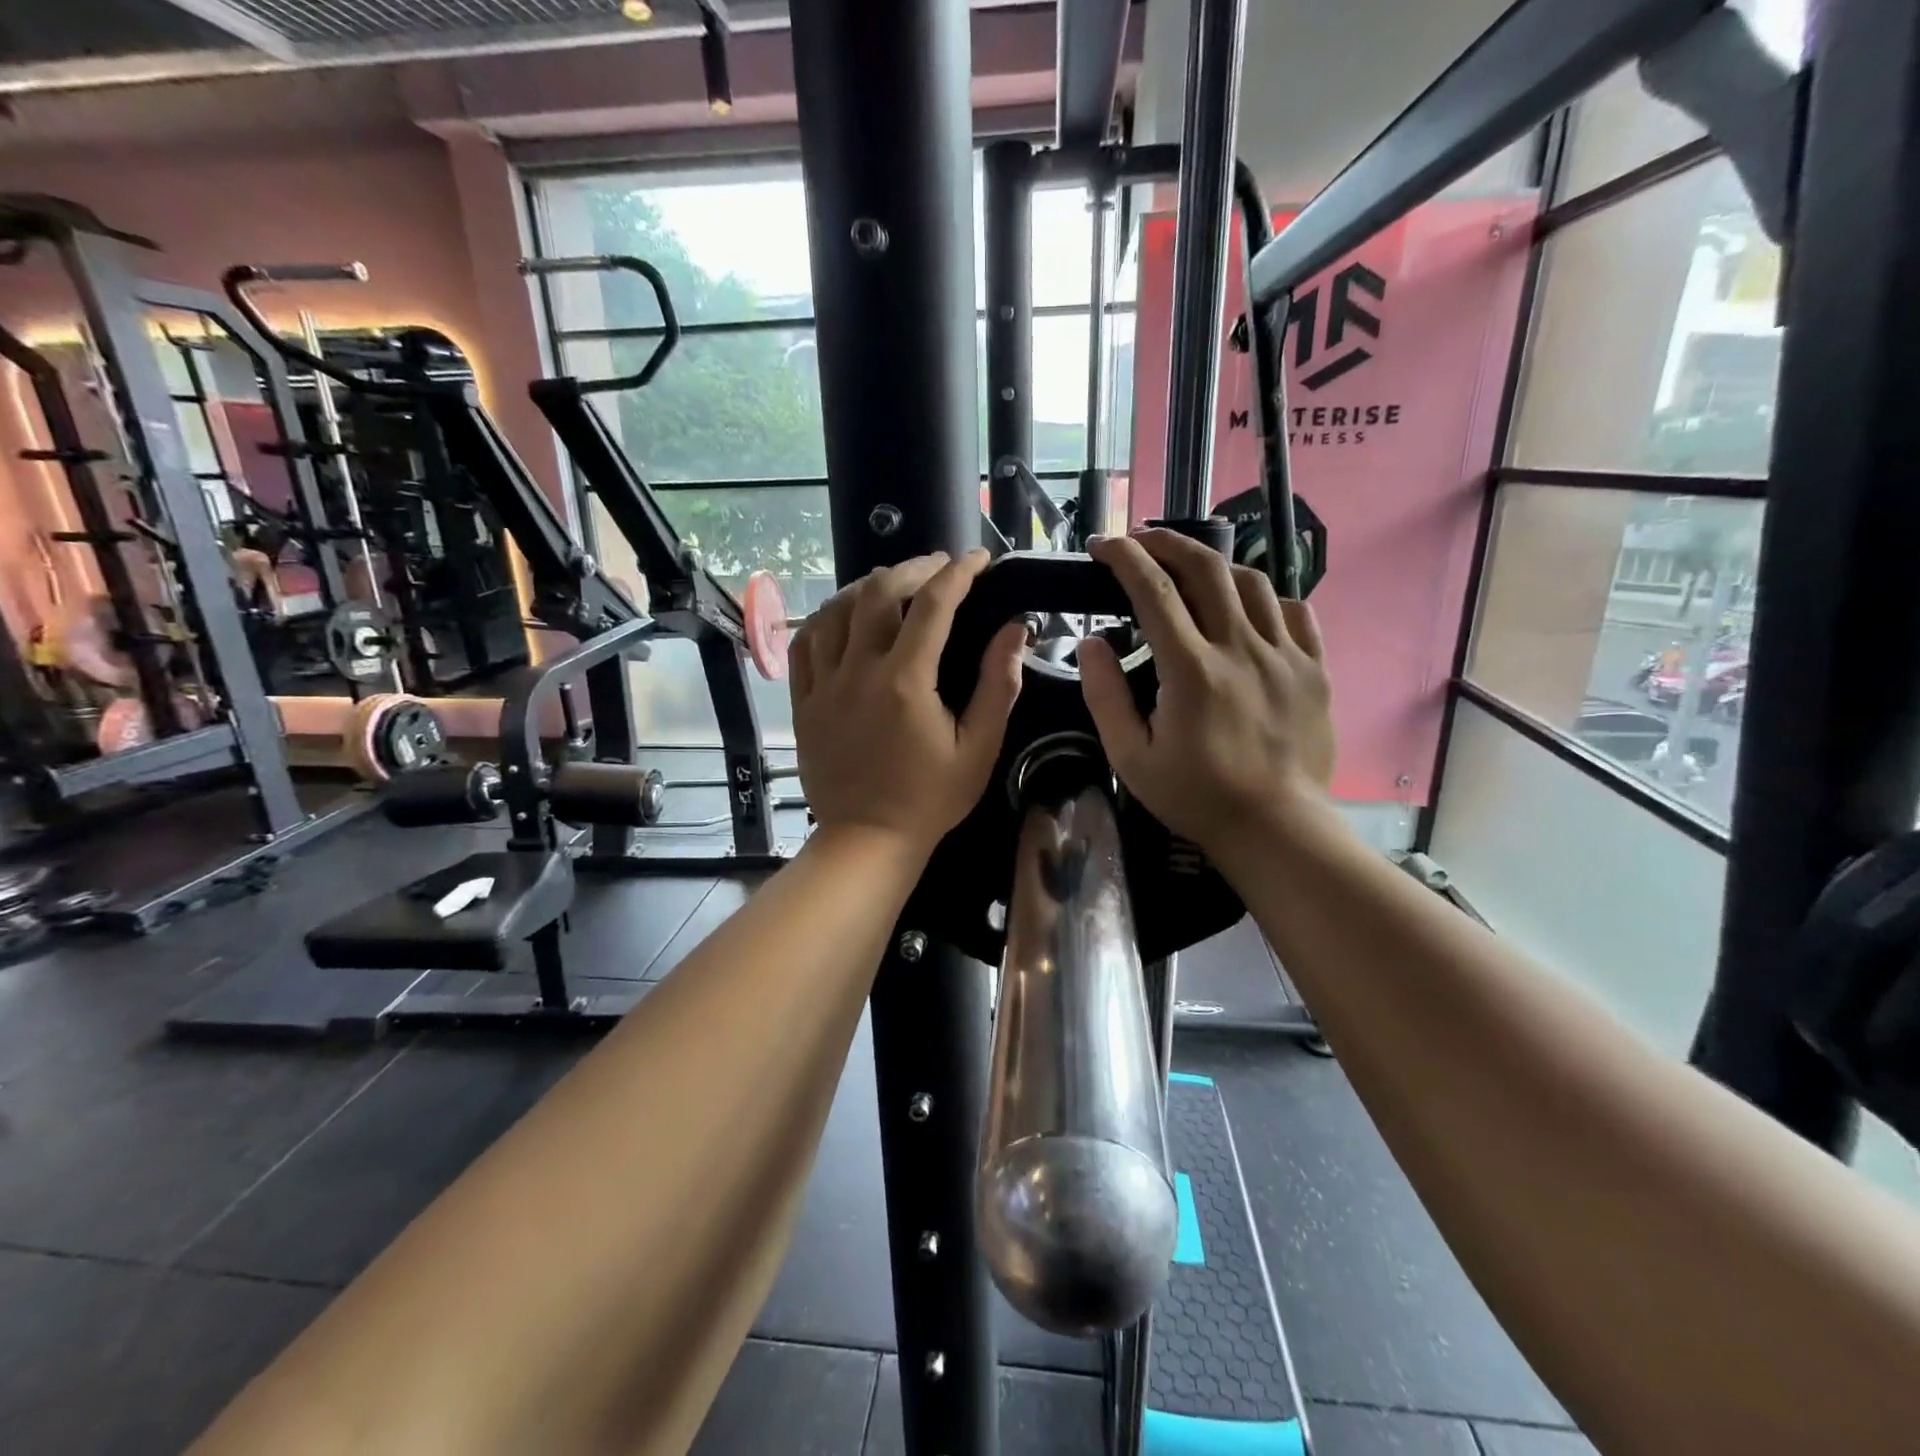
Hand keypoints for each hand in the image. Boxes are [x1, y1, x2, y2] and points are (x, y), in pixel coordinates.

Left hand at [790, 550, 1026, 859]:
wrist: (867, 840)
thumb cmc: (930, 799)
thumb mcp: (978, 749)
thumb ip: (998, 686)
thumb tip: (1016, 629)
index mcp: (906, 683)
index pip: (933, 605)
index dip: (959, 573)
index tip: (979, 559)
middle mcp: (859, 672)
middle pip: (878, 592)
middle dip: (913, 568)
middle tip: (939, 568)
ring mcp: (824, 685)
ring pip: (836, 609)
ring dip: (868, 585)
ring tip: (894, 583)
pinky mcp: (803, 701)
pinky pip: (806, 642)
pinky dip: (827, 617)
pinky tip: (845, 615)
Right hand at [1078, 530, 1334, 858]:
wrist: (1275, 827)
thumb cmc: (1195, 796)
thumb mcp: (1131, 758)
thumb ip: (1105, 696)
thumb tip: (1091, 643)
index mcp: (1191, 670)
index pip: (1153, 590)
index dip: (1124, 557)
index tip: (1102, 544)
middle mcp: (1241, 648)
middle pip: (1206, 568)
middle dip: (1167, 542)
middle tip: (1142, 540)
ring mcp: (1285, 655)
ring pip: (1251, 581)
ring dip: (1214, 565)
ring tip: (1190, 571)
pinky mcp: (1314, 668)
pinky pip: (1294, 611)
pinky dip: (1263, 598)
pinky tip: (1246, 610)